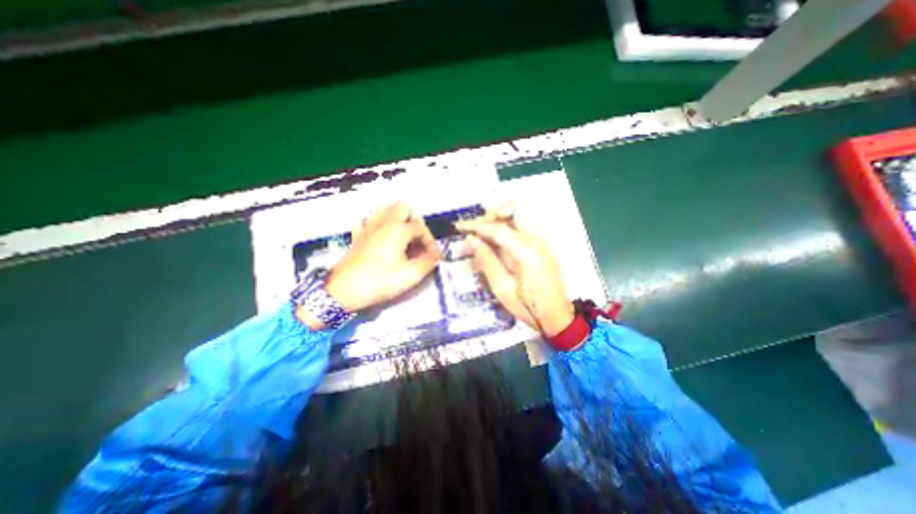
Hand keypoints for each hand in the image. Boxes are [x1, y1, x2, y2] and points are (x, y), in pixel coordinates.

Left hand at [323, 201, 442, 313]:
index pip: (421, 227)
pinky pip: (366, 221)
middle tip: (417, 239)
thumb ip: (428, 262)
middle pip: (403, 207)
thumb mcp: (411, 275)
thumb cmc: (380, 281)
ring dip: (395, 217)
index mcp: (398, 230)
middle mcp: (384, 223)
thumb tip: (435, 255)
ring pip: (383, 208)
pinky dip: (375, 224)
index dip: (430, 241)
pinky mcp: (357, 236)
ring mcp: (368, 227)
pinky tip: (379, 236)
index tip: (432, 256)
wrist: (344, 291)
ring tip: (401, 234)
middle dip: (414, 220)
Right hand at [455, 206, 569, 339]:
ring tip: (481, 233)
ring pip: (518, 218)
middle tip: (473, 229)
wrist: (557, 316)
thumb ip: (487, 260)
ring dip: (498, 220)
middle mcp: (538, 241)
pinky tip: (495, 240)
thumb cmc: (528, 307)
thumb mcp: (502, 288)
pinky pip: (521, 228)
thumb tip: (471, 239)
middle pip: (513, 213)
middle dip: (491, 216)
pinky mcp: (542, 245)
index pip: (499, 229)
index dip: (477, 225)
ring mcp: (542, 242)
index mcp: (528, 254)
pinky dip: (506, 228)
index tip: (460, 226)